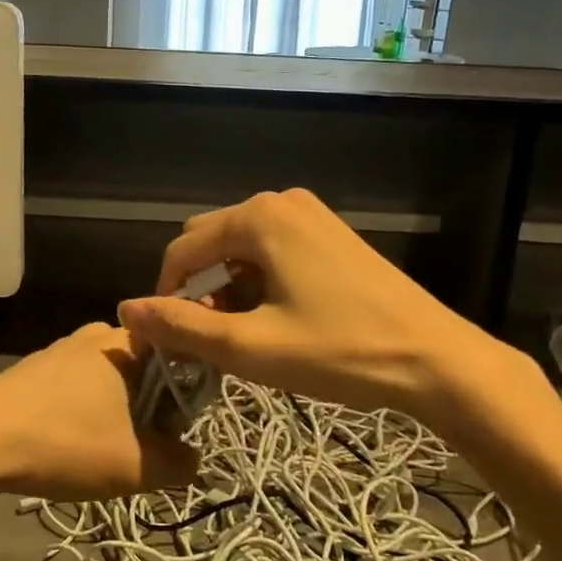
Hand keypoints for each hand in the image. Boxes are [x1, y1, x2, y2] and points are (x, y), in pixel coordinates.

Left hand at [0, 324, 197, 501]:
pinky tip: (71, 443)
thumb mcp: (134, 466)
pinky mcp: (35, 367)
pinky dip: (86, 412)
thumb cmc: (65, 443)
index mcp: (128, 344)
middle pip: (145, 370)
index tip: (180, 432)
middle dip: (152, 409)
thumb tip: (196, 462)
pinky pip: (78, 386)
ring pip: (110, 380)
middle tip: (145, 449)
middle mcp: (97, 335)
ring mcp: (62, 349)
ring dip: (118, 413)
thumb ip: (178, 464)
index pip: (179, 357)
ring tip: (106, 452)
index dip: (188, 395)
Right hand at [117, 188, 537, 422]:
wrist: (436, 359)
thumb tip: (126, 311)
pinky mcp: (330, 233)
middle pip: (210, 242)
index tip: (168, 343)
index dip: (165, 297)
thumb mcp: (251, 347)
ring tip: (244, 336)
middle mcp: (281, 201)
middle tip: (211, 342)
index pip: (182, 250)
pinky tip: (275, 318)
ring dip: (227, 288)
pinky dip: (257, 280)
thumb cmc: (340, 351)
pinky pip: (271, 249)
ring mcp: (310, 213)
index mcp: (258, 217)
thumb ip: (182, 327)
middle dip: (198, 289)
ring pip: (240, 248)